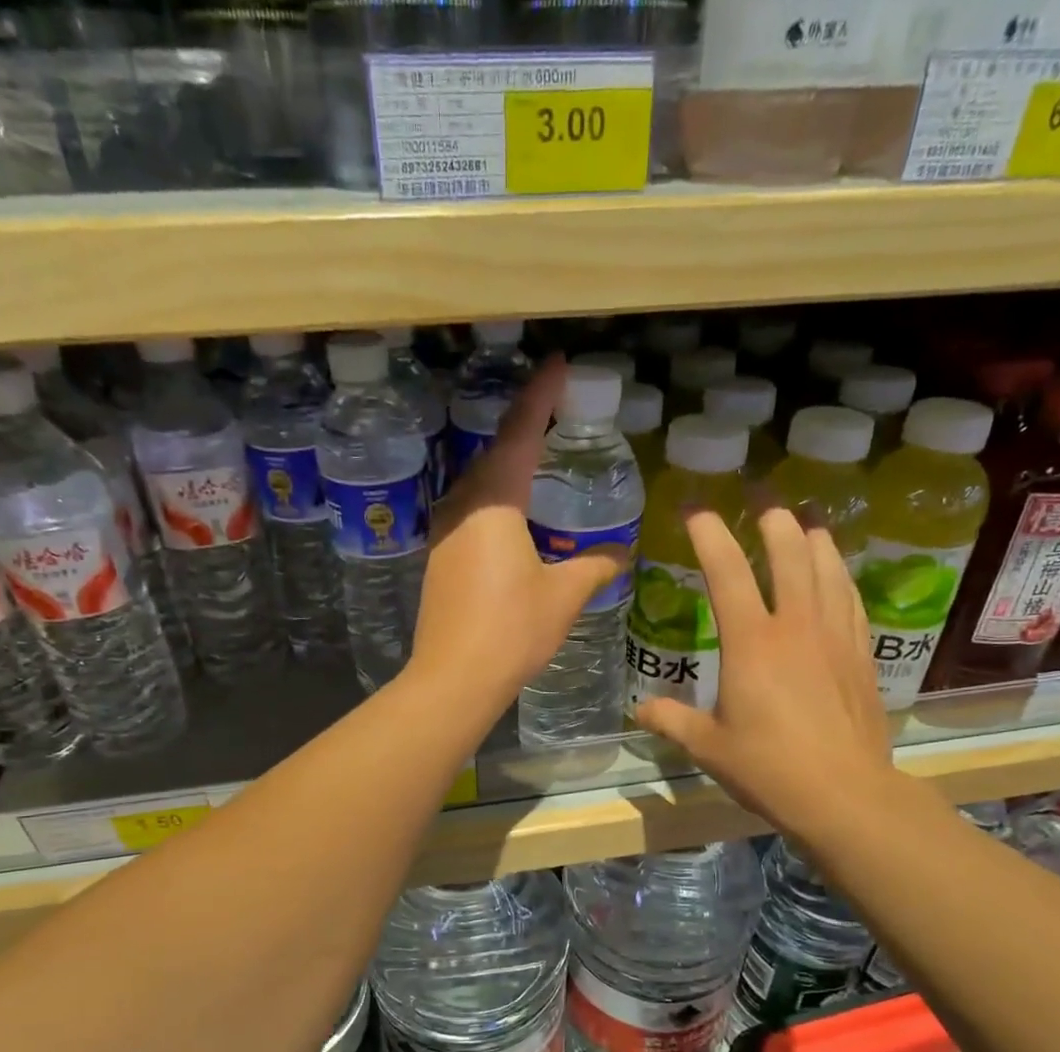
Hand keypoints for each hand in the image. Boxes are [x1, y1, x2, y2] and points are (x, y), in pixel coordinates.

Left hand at [409, 356, 628, 705]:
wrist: (454, 677)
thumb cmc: (512, 630)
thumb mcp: (563, 596)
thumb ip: (593, 567)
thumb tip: (619, 554)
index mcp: (495, 503)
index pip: (520, 434)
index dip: (540, 398)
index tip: (557, 366)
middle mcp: (463, 507)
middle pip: (495, 455)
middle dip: (524, 429)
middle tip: (554, 412)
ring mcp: (445, 533)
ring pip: (478, 485)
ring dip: (507, 468)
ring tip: (537, 460)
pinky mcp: (439, 559)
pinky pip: (470, 513)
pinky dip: (495, 502)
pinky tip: (513, 516)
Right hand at [633, 507, 896, 838]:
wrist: (844, 794)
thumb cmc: (768, 768)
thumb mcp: (708, 747)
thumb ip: (672, 721)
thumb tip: (641, 710)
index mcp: (752, 643)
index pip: (727, 572)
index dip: (710, 536)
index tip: (697, 511)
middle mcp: (796, 627)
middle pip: (790, 554)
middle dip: (774, 521)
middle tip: (763, 502)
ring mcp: (835, 637)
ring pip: (829, 569)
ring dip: (815, 539)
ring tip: (807, 521)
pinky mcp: (861, 655)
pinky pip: (851, 601)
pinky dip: (841, 578)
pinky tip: (838, 575)